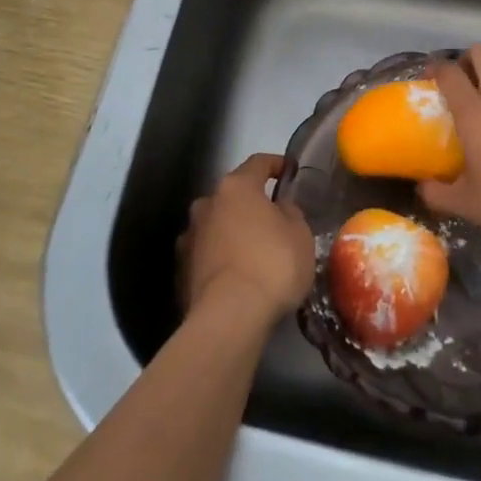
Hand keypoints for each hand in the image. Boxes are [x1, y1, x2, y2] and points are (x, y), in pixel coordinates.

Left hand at [179, 154, 314, 324]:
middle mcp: (206, 205)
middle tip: (272, 219)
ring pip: (216, 226)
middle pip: (232, 196)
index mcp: (236, 187)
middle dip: (250, 204)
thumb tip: (279, 209)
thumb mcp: (299, 234)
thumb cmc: (272, 265)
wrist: (229, 317)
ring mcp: (189, 237)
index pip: (258, 163)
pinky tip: (235, 276)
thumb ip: (290, 213)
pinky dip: (220, 259)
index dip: (276, 164)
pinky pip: (207, 255)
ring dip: (232, 232)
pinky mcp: (181, 270)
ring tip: (253, 252)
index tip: (288, 170)